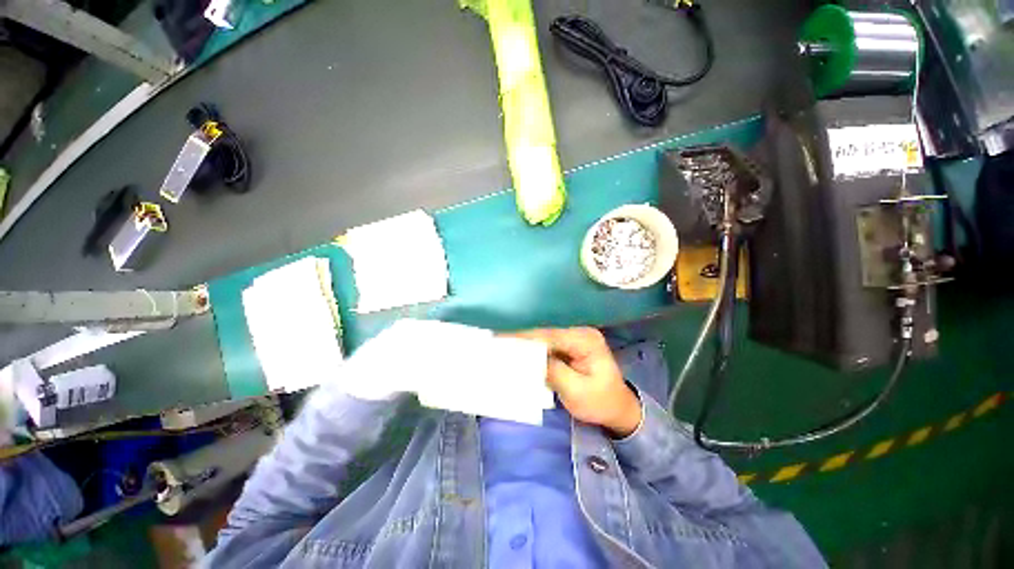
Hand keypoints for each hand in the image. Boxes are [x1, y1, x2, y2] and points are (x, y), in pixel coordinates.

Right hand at [511, 327, 642, 436]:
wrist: (617, 407)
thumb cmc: (599, 402)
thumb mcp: (576, 392)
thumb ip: (552, 371)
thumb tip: (528, 357)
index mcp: (586, 340)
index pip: (550, 334)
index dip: (524, 336)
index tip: (501, 338)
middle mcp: (579, 331)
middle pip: (545, 330)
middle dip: (522, 336)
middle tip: (497, 340)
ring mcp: (574, 336)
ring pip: (544, 334)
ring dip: (525, 340)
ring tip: (502, 343)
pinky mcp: (569, 343)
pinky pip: (547, 341)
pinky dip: (533, 346)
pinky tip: (518, 349)